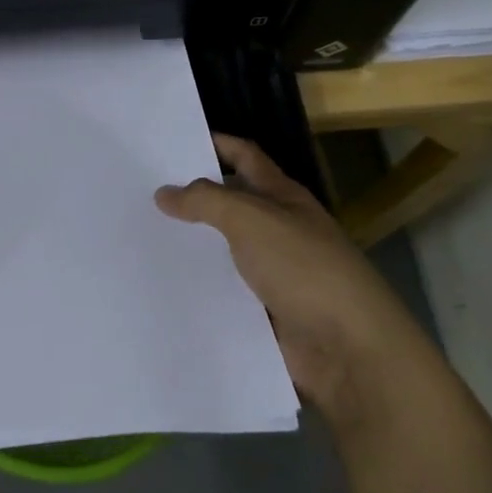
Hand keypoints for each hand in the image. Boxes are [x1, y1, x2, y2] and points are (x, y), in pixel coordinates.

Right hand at [155, 134, 421, 421]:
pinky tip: (163, 285)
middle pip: (231, 202)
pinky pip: (225, 291)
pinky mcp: (265, 312)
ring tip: (142, 236)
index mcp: (283, 197)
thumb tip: (165, 192)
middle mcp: (278, 229)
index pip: (245, 156)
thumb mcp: (252, 220)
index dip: (215, 144)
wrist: (350, 351)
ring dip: (191, 243)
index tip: (172, 141)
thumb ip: (206, 201)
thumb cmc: (304, 269)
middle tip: (142, 190)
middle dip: (192, 195)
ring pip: (224, 249)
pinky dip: (199, 286)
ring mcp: (273, 272)